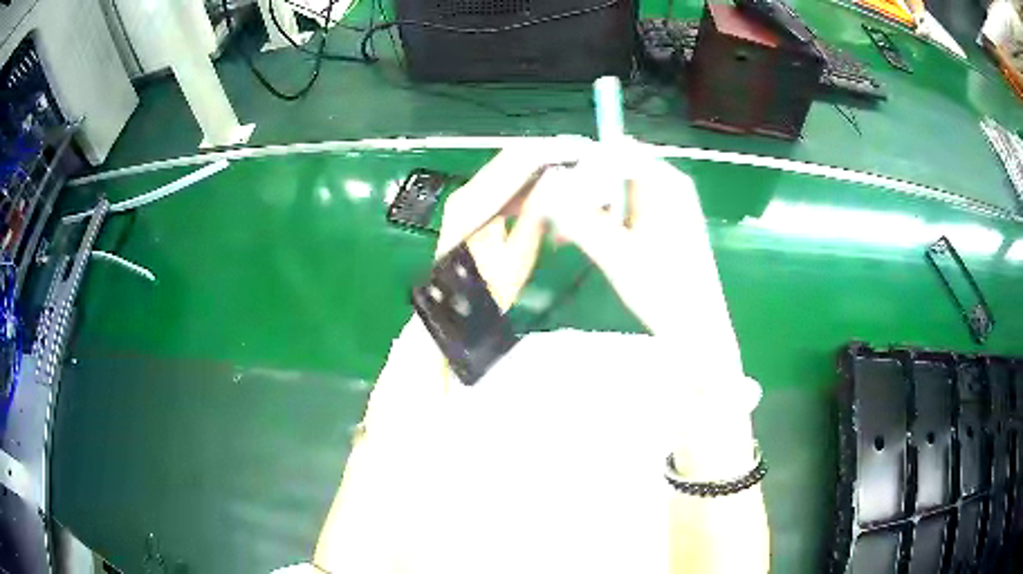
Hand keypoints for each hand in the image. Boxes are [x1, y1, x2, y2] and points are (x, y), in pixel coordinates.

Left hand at [434, 136, 593, 309]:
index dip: (548, 153)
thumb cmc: (483, 292)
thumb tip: (558, 183)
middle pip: (511, 159)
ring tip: (572, 168)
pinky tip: (550, 187)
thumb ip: (536, 218)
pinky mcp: (473, 205)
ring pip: (509, 169)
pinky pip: (504, 184)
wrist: (456, 309)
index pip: (516, 163)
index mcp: (474, 203)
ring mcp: (468, 197)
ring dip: (539, 167)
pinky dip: (527, 183)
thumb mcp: (516, 260)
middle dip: (546, 155)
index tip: (578, 149)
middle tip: (581, 155)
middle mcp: (468, 192)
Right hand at [541, 142, 744, 374]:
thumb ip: (580, 218)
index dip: (581, 167)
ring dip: (589, 207)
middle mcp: (669, 184)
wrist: (697, 330)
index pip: (615, 152)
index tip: (552, 192)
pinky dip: (605, 219)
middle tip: (555, 220)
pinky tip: (587, 240)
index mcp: (666, 182)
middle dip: (582, 190)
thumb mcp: (616, 254)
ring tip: (565, 236)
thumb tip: (546, 187)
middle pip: (614, 169)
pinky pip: (626, 206)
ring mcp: (669, 202)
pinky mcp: (664, 221)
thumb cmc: (664, 293)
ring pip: (617, 189)